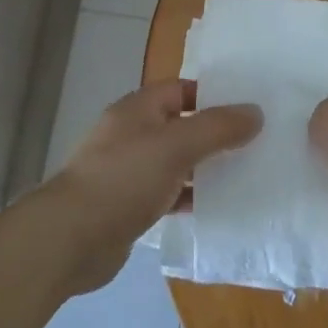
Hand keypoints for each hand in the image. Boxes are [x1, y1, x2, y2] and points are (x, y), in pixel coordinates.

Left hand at [44, 80, 260, 293]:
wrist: (71, 238)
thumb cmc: (124, 178)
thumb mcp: (177, 145)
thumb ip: (218, 128)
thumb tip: (256, 112)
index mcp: (138, 109)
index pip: (181, 89)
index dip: (212, 95)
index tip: (247, 109)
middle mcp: (132, 134)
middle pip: (180, 125)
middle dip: (214, 134)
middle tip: (255, 143)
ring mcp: (129, 171)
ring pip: (176, 162)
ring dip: (205, 168)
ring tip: (245, 175)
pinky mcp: (129, 206)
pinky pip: (167, 194)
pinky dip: (189, 198)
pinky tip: (217, 208)